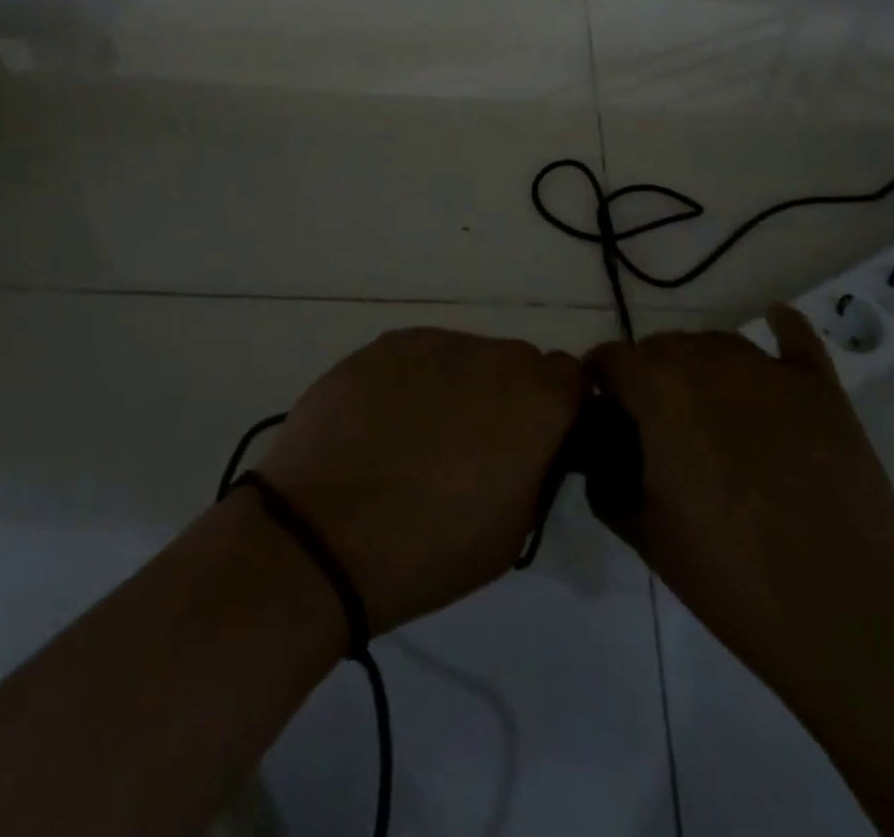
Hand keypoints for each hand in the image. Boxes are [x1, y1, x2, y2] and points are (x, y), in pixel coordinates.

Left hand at [252, 327, 583, 634]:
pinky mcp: (386, 343)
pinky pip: (420, 353)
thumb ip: (539, 469)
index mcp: (535, 401)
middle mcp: (492, 356)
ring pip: (467, 354)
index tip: (536, 439)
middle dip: (509, 394)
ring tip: (421, 434)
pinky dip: (415, 378)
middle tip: (475, 442)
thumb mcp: (513, 530)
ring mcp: (435, 342)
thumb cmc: (429, 550)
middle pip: (518, 361)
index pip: (573, 377)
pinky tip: (386, 421)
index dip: (557, 407)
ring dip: (460, 384)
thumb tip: (533, 443)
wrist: (320, 536)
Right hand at [586, 306, 893, 703]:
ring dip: (699, 364)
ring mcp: (770, 370)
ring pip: (717, 342)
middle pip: (662, 345)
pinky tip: (774, 322)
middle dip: (646, 375)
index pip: (611, 358)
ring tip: (706, 409)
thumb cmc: (730, 576)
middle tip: (655, 426)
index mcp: (660, 391)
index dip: (599, 384)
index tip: (604, 416)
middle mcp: (710, 362)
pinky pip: (795, 337)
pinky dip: (779, 328)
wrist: (844, 613)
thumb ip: (605, 479)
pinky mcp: (821, 387)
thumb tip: (600, 450)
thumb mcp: (643, 532)